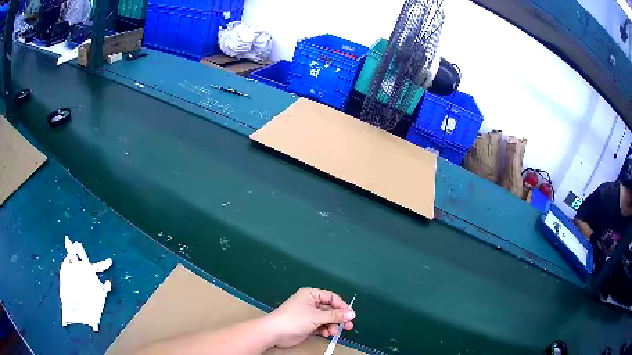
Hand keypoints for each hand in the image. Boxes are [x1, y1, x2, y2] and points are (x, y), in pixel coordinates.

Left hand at [266, 288, 355, 348]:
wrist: (275, 333)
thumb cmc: (295, 319)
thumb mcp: (317, 316)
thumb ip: (335, 316)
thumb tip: (352, 313)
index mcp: (311, 295)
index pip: (331, 297)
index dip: (342, 306)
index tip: (350, 315)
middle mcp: (310, 303)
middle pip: (330, 309)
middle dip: (338, 318)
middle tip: (349, 326)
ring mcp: (308, 315)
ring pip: (326, 319)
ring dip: (332, 325)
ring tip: (333, 332)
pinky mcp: (307, 325)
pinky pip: (321, 326)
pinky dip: (325, 330)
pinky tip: (326, 334)